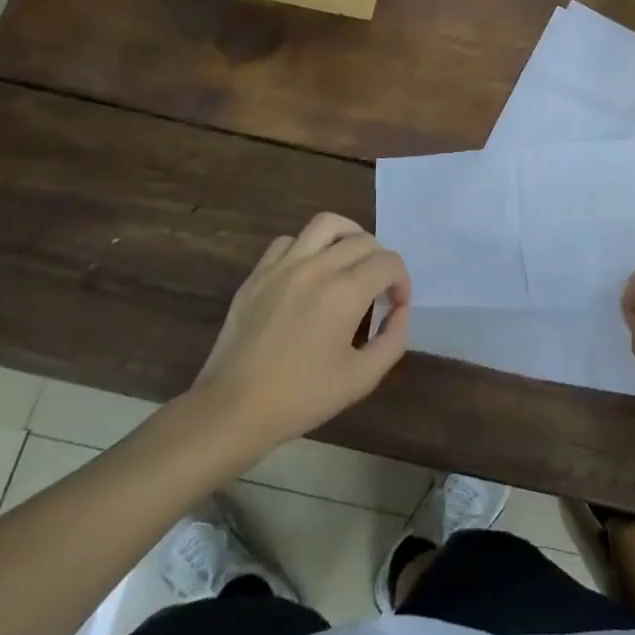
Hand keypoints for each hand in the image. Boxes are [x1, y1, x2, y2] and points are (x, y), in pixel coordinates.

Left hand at [189, 213, 410, 458]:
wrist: (231, 410)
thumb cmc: (301, 398)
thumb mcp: (362, 378)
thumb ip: (393, 339)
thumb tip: (399, 311)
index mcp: (345, 293)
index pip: (389, 262)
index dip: (402, 281)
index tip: (397, 306)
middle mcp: (316, 268)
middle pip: (363, 240)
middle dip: (381, 261)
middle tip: (378, 290)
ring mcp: (282, 267)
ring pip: (326, 224)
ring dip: (348, 237)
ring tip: (350, 262)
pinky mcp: (257, 274)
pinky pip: (288, 241)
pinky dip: (307, 247)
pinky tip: (309, 272)